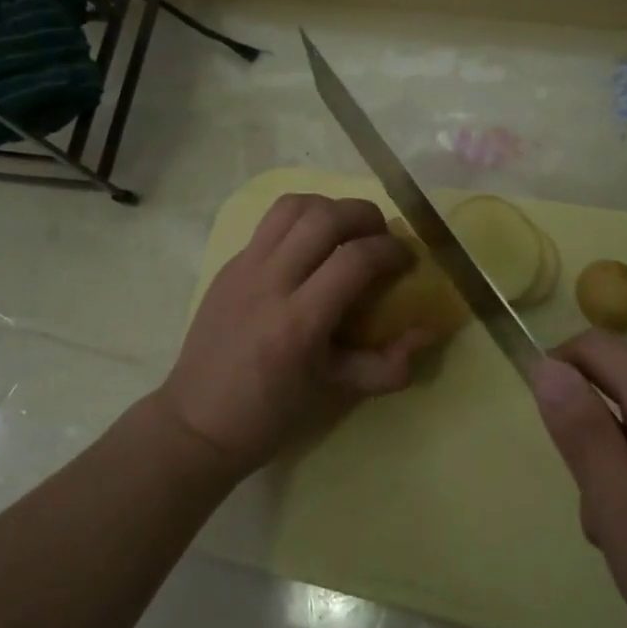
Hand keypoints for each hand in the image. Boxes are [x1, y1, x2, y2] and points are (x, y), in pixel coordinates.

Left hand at [158, 194, 431, 474]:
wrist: (196, 422)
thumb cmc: (270, 415)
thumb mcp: (335, 392)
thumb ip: (388, 365)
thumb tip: (429, 332)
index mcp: (299, 321)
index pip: (355, 259)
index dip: (391, 250)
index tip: (407, 260)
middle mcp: (270, 282)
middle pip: (325, 217)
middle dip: (365, 215)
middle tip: (381, 236)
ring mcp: (244, 267)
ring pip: (292, 206)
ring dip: (329, 207)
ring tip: (346, 230)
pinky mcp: (228, 264)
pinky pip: (269, 223)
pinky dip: (300, 220)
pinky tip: (310, 245)